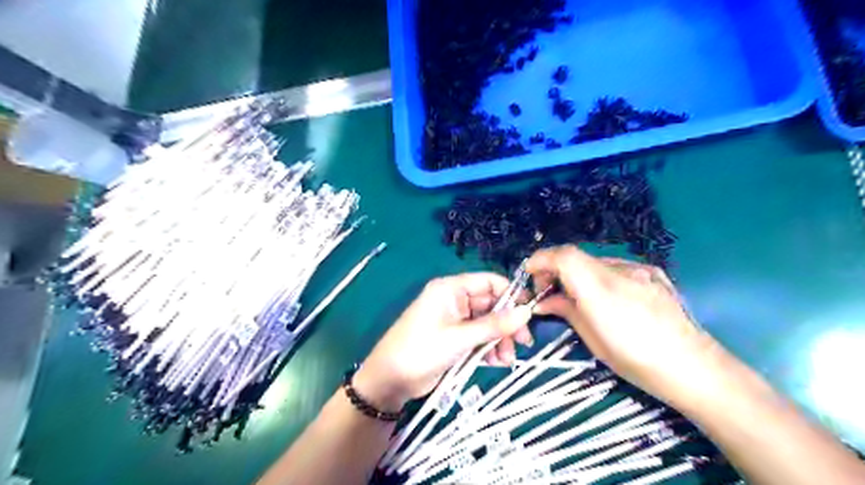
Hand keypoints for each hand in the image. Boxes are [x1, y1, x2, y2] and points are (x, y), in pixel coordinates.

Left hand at [353, 272, 529, 408]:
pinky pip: (479, 337)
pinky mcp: (455, 338)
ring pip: (487, 324)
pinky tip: (497, 363)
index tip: (530, 313)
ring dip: (500, 340)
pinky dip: (489, 348)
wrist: (390, 380)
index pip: (488, 282)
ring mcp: (455, 320)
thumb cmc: (421, 350)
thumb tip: (527, 313)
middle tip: (524, 343)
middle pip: (491, 305)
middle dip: (507, 324)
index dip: (511, 294)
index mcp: (451, 289)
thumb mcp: (459, 338)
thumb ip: (494, 325)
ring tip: (507, 360)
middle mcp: (454, 300)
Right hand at [527, 247, 715, 400]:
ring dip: (578, 274)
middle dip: (555, 268)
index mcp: (602, 291)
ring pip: (595, 262)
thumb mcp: (592, 340)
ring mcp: (640, 269)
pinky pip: (616, 267)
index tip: (530, 274)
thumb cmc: (637, 361)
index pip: (564, 256)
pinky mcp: (653, 272)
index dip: (541, 259)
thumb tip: (544, 301)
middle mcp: (620, 271)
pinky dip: (600, 276)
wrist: (694, 367)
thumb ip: (565, 310)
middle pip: (576, 257)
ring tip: (577, 297)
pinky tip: (606, 297)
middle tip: (549, 291)